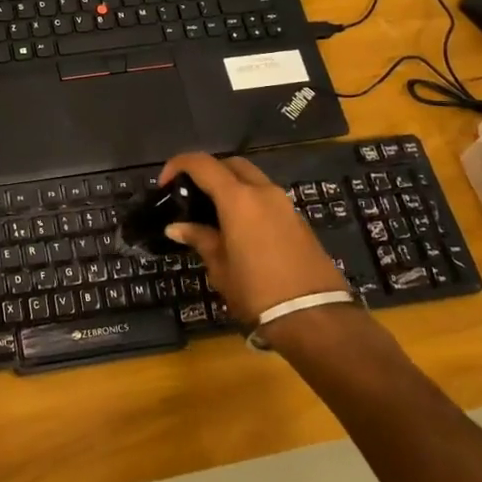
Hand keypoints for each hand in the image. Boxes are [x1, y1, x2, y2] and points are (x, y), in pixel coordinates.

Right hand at [158, 153, 347, 325]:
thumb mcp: (220, 267)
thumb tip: (177, 227)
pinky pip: (267, 198)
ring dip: (231, 186)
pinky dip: (249, 201)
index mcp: (239, 199)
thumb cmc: (257, 291)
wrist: (315, 318)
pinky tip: (238, 228)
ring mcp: (285, 205)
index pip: (203, 164)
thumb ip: (200, 239)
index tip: (165, 184)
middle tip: (192, 194)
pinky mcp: (299, 221)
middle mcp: (263, 192)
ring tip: (213, 212)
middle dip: (209, 171)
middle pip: (232, 164)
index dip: (179, 165)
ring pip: (253, 179)